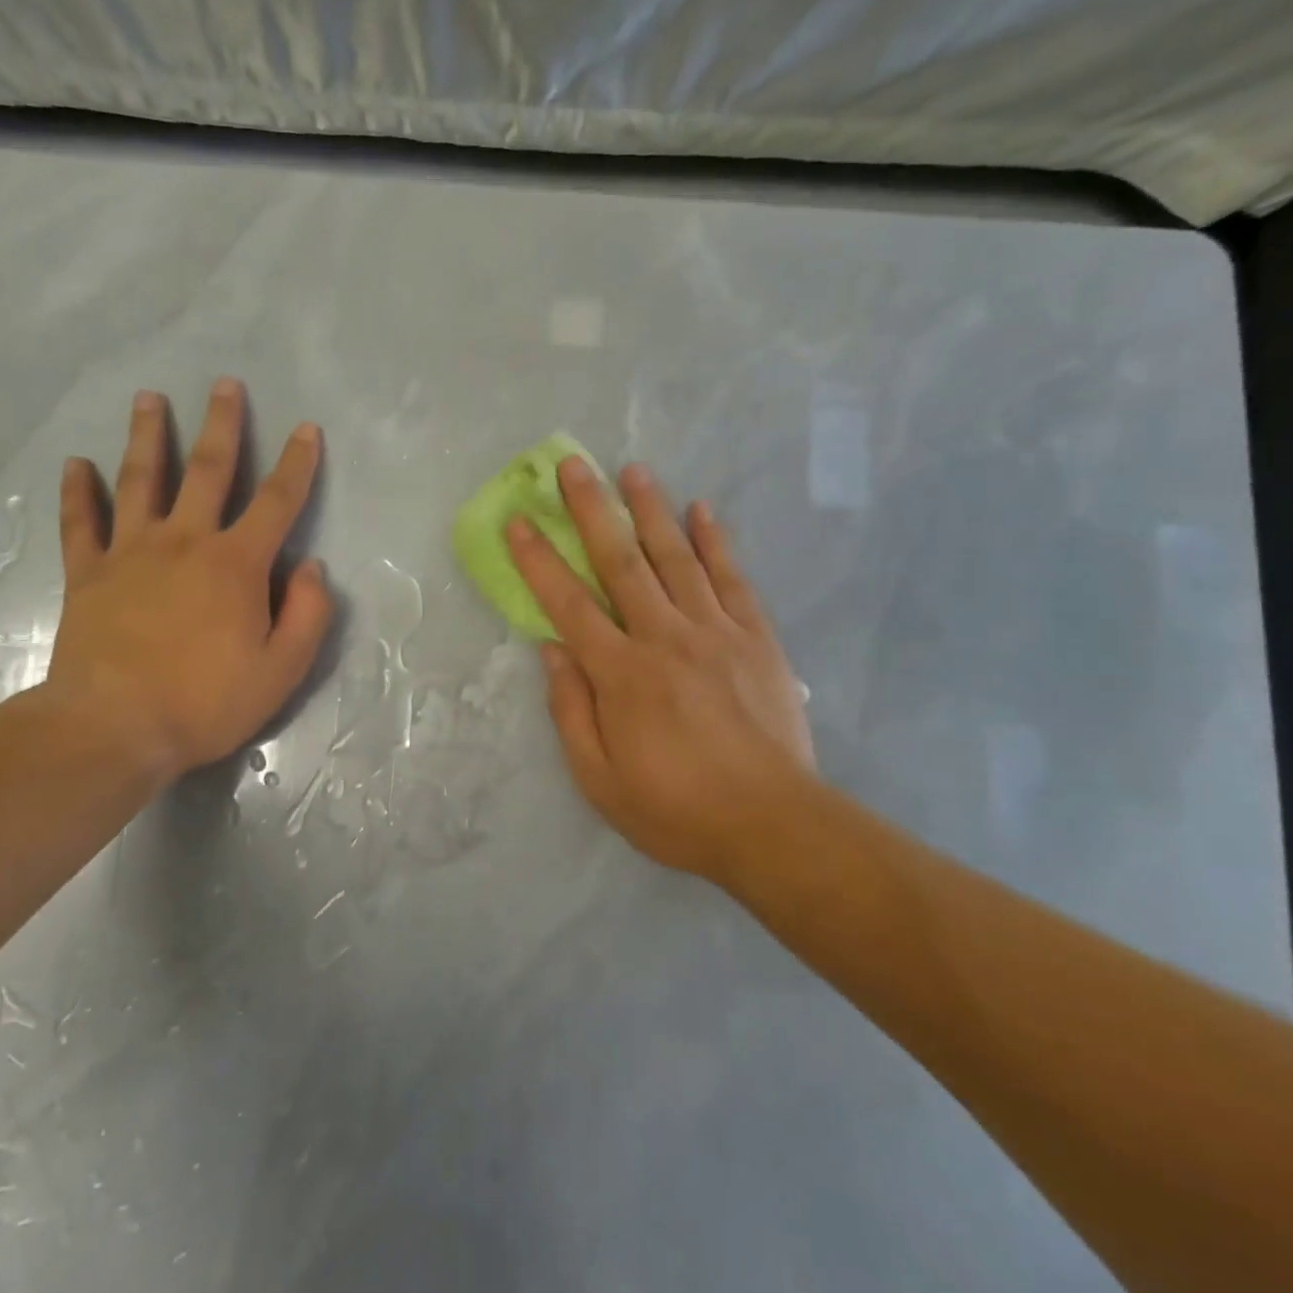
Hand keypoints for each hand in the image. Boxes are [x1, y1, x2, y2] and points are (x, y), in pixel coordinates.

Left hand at [30, 378, 332, 793]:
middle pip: (208, 470)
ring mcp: (131, 552)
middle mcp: (185, 542)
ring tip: (148, 398)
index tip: (306, 429)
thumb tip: (311, 567)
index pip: (278, 502)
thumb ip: (307, 614)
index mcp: (236, 564)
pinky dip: (76, 491)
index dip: (298, 463)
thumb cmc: (205, 702)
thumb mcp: (281, 670)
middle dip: (222, 424)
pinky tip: (75, 464)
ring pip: (140, 480)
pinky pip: (80, 523)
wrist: (114, 728)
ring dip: (147, 436)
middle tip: (225, 384)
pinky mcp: (88, 573)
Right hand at [506, 457, 816, 883]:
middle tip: (573, 466)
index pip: (568, 604)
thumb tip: (551, 649)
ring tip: (633, 470)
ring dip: (651, 510)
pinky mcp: (756, 638)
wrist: (773, 826)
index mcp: (621, 673)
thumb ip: (570, 710)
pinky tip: (702, 511)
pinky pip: (731, 579)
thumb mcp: (599, 778)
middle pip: (620, 562)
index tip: (519, 521)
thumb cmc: (676, 809)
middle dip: (592, 510)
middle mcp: (664, 637)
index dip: (539, 560)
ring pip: (676, 558)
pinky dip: (715, 542)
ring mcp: (715, 632)